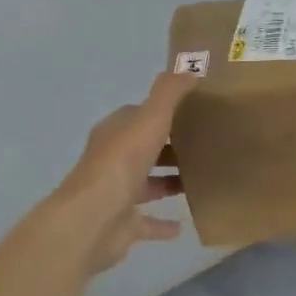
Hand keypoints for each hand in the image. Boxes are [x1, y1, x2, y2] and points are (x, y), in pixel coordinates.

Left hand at [56, 71, 199, 271]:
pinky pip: (146, 223)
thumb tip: (188, 70)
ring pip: (146, 184)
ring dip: (167, 182)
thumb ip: (169, 93)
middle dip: (169, 147)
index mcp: (115, 132)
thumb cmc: (122, 163)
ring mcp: (116, 194)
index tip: (191, 112)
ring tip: (199, 179)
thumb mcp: (150, 118)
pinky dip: (162, 224)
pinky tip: (183, 225)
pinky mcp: (121, 225)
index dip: (162, 112)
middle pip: (144, 149)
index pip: (139, 116)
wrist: (92, 219)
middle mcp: (112, 160)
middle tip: (203, 145)